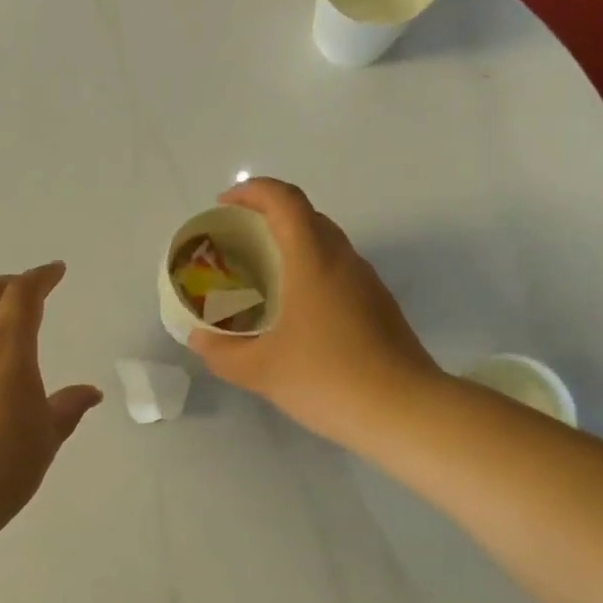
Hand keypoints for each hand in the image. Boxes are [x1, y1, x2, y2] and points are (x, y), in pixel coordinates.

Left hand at [0, 262, 102, 527]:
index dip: (41, 277)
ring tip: (8, 349)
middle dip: (8, 284)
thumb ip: (69, 406)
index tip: (56, 271)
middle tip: (28, 288)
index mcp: (8, 348)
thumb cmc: (8, 461)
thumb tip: (91, 392)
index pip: (23, 295)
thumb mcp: (48, 434)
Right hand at [189, 178, 442, 446]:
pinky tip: (296, 311)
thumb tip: (199, 339)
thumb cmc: (327, 379)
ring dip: (293, 245)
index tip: (224, 205)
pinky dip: (311, 271)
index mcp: (313, 260)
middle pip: (307, 216)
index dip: (252, 191)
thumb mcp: (260, 370)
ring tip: (262, 275)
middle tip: (238, 241)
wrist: (404, 412)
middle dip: (269, 216)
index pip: (285, 200)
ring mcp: (368, 283)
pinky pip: (339, 271)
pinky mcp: (380, 306)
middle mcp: (344, 260)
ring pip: (327, 243)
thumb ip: (221, 352)